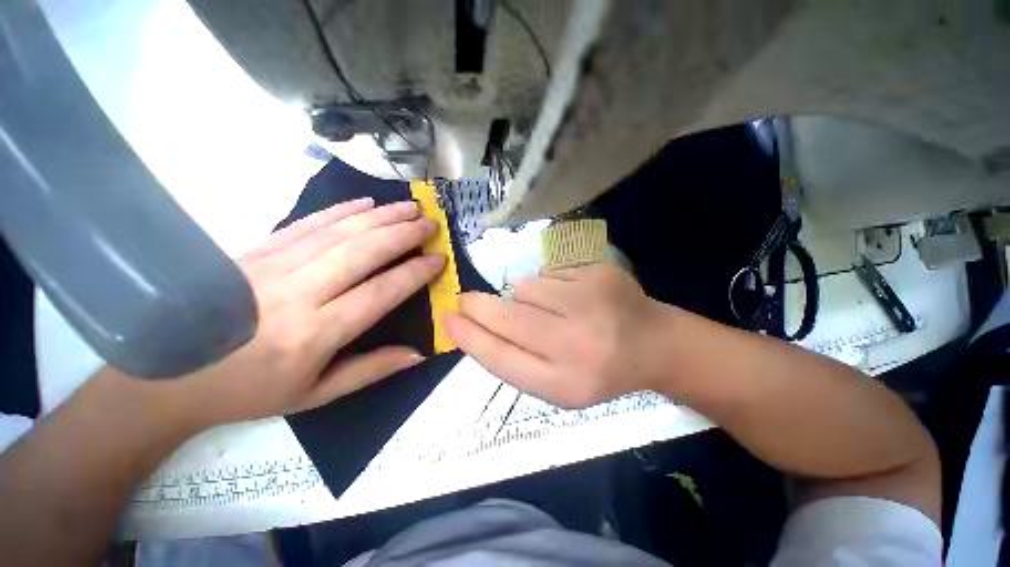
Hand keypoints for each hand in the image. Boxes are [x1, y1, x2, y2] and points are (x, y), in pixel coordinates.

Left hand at [169, 198, 444, 425]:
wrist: (172, 376)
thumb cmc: (250, 391)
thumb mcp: (316, 394)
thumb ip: (371, 370)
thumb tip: (418, 353)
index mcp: (316, 333)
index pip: (380, 292)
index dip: (414, 273)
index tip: (438, 259)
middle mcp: (298, 293)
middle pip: (362, 252)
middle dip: (403, 234)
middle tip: (430, 223)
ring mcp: (273, 266)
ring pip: (338, 232)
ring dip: (379, 216)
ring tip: (409, 207)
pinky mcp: (256, 252)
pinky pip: (305, 224)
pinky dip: (339, 210)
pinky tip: (364, 203)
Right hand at [444, 264, 672, 407]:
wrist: (653, 344)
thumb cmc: (597, 370)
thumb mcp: (556, 384)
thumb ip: (514, 360)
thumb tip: (474, 324)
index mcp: (566, 384)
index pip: (501, 358)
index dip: (469, 337)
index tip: (447, 318)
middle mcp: (578, 344)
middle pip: (507, 317)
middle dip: (477, 306)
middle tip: (466, 300)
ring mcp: (590, 301)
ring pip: (525, 287)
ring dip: (523, 297)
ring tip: (550, 309)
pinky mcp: (598, 272)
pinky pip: (549, 272)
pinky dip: (549, 283)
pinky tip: (573, 296)